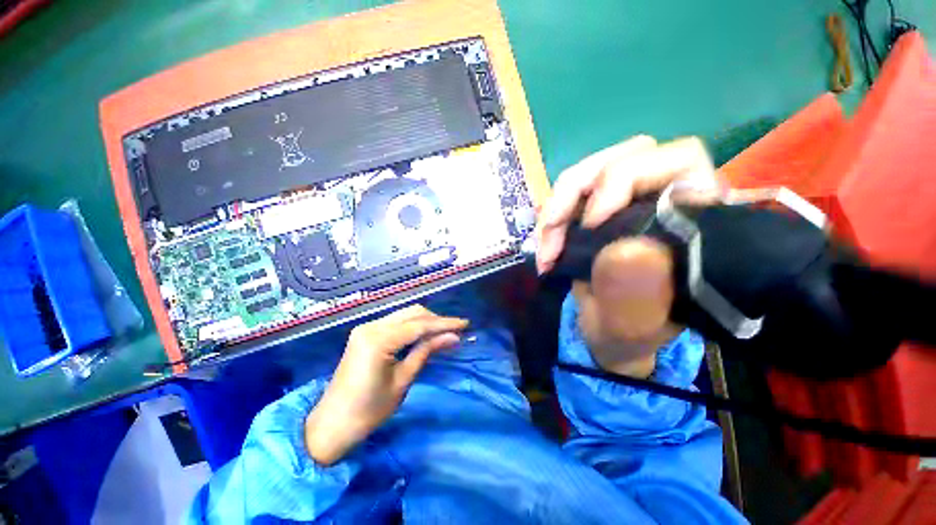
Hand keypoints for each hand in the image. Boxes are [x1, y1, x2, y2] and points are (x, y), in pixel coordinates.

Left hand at [304, 305, 467, 464]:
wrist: (331, 425)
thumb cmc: (369, 411)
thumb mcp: (403, 380)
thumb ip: (426, 351)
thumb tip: (453, 337)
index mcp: (378, 339)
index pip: (419, 325)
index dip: (444, 324)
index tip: (465, 324)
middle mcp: (371, 326)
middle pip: (412, 313)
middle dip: (436, 320)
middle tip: (456, 330)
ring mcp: (366, 327)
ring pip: (404, 315)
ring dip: (425, 321)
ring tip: (444, 332)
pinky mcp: (365, 333)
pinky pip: (395, 322)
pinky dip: (412, 326)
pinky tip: (424, 334)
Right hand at [536, 136, 719, 377]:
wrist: (608, 333)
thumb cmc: (630, 331)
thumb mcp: (633, 325)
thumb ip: (636, 296)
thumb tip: (628, 249)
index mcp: (694, 221)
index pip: (678, 161)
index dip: (627, 178)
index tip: (591, 223)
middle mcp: (663, 199)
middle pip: (622, 158)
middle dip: (576, 192)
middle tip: (551, 234)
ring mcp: (625, 201)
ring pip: (589, 174)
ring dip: (557, 208)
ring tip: (544, 247)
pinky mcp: (597, 209)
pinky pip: (570, 195)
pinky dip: (551, 216)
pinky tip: (544, 244)